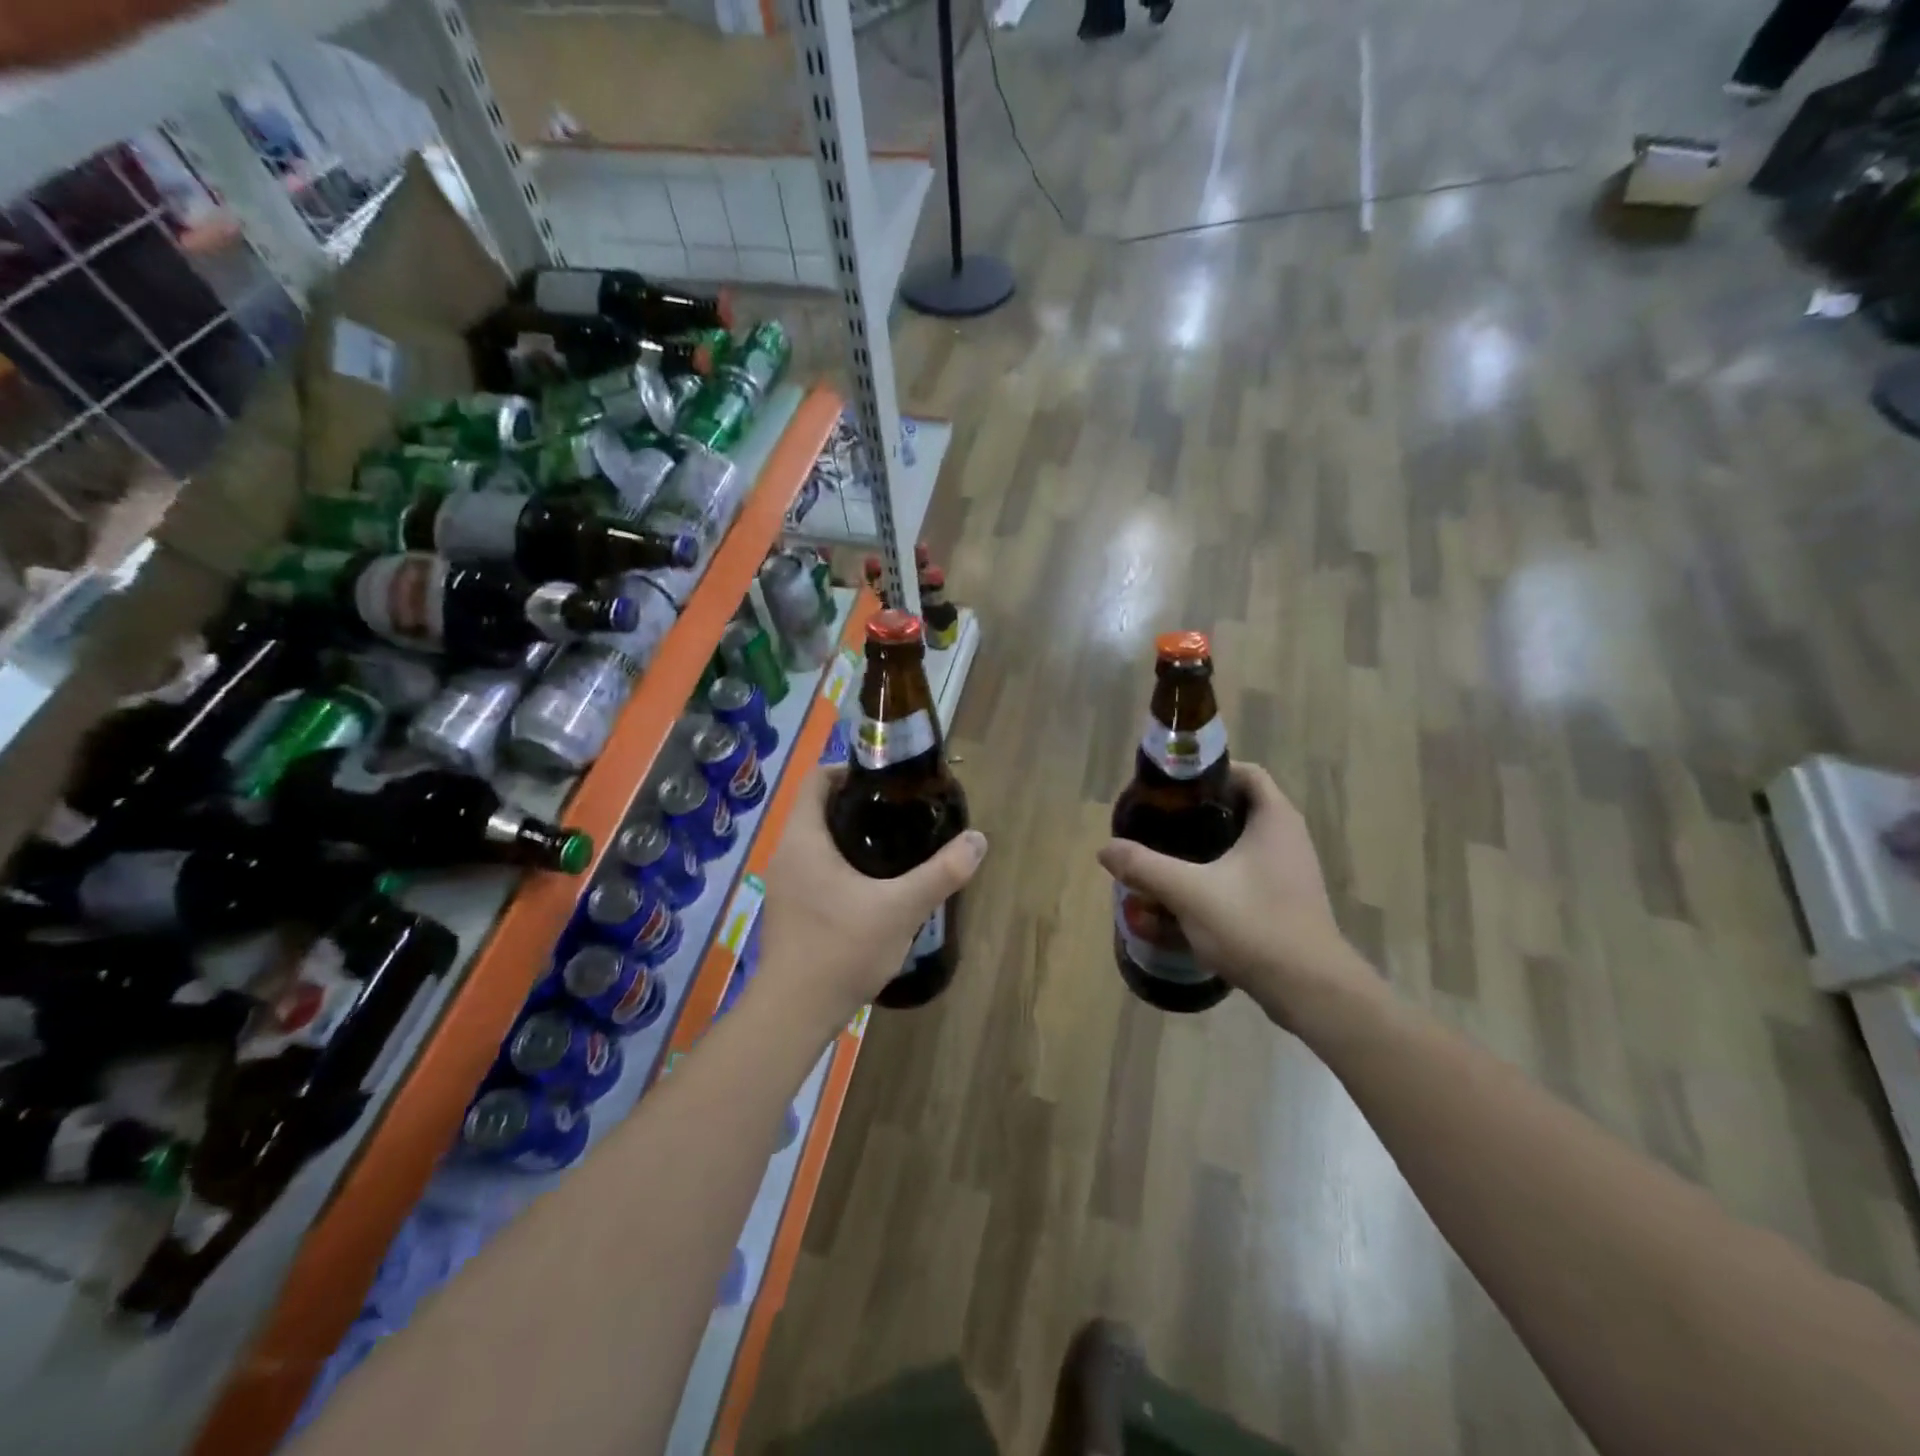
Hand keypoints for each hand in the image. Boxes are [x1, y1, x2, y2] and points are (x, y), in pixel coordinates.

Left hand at [758, 767, 987, 1026]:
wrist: (795, 1013)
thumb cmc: (841, 950)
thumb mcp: (901, 908)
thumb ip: (941, 873)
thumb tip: (978, 839)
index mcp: (804, 839)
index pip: (817, 779)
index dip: (849, 770)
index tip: (886, 779)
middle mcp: (786, 854)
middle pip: (818, 809)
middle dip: (857, 804)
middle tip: (899, 811)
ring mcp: (784, 884)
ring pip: (817, 842)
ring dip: (849, 836)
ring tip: (893, 844)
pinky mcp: (789, 910)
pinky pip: (814, 869)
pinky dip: (840, 864)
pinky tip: (872, 886)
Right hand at [1096, 763, 1370, 1025]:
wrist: (1310, 990)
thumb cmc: (1254, 925)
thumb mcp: (1189, 893)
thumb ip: (1145, 867)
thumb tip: (1106, 849)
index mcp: (1275, 820)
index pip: (1246, 773)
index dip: (1210, 773)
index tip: (1174, 789)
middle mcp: (1289, 838)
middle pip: (1241, 807)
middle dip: (1200, 813)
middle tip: (1162, 822)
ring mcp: (1292, 872)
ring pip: (1244, 843)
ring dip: (1209, 847)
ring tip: (1170, 856)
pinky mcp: (1288, 901)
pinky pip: (1249, 873)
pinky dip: (1221, 874)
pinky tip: (1192, 894)